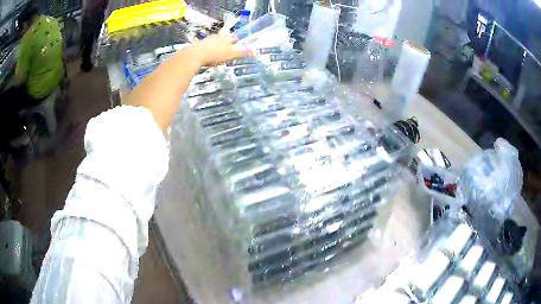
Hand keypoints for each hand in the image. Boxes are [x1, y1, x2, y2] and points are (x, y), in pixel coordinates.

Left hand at [190, 32, 251, 66]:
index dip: (235, 39)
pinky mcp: (196, 46)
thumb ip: (242, 52)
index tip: (237, 41)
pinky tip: (196, 39)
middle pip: (222, 36)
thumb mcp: (231, 55)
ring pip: (212, 39)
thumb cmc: (215, 55)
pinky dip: (198, 42)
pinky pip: (198, 43)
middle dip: (225, 38)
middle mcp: (216, 37)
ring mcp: (206, 41)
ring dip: (214, 41)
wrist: (195, 56)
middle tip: (226, 41)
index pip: (233, 37)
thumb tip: (255, 51)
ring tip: (215, 44)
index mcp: (225, 39)